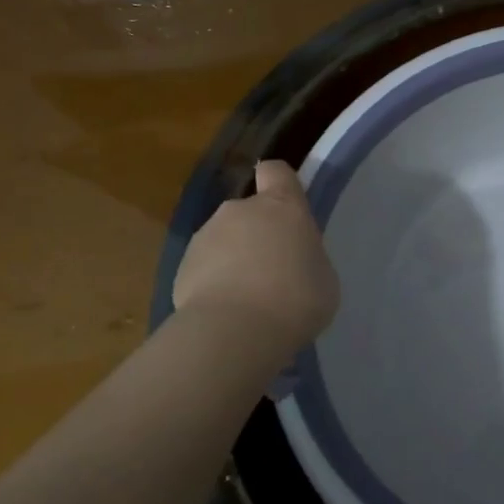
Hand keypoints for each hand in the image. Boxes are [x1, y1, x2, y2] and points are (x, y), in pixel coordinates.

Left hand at [172, 160, 338, 352]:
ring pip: (224, 239)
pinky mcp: (180, 267)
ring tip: (247, 299)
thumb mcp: (323, 276)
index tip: (288, 206)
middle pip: (250, 210)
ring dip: (234, 259)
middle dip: (258, 233)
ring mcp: (206, 236)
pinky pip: (204, 268)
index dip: (281, 183)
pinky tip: (226, 313)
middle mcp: (240, 210)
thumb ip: (306, 257)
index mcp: (282, 206)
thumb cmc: (296, 298)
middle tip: (273, 270)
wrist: (235, 332)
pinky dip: (213, 283)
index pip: (277, 171)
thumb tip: (291, 260)